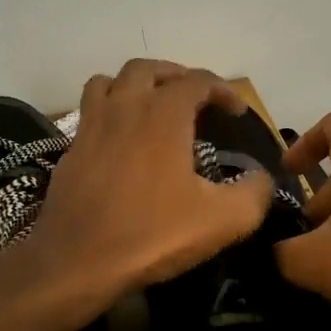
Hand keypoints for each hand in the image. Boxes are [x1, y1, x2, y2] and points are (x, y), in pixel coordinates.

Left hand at [24, 60, 274, 307]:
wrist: (77, 261)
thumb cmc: (152, 233)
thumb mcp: (222, 220)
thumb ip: (254, 194)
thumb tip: (261, 179)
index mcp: (163, 114)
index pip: (198, 80)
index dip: (223, 91)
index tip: (237, 114)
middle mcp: (125, 107)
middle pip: (147, 69)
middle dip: (176, 76)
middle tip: (194, 98)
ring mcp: (91, 126)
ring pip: (109, 82)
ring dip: (134, 85)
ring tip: (151, 106)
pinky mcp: (70, 151)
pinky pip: (89, 113)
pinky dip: (109, 113)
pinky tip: (120, 142)